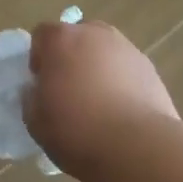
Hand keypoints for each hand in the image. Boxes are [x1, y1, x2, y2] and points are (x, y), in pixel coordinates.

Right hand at [25, 19, 178, 171]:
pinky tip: (121, 113)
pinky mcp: (150, 69)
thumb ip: (32, 97)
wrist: (137, 147)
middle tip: (69, 92)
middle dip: (71, 58)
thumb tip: (38, 89)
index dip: (39, 59)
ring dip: (98, 69)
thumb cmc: (76, 129)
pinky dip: (121, 83)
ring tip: (99, 105)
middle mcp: (95, 34)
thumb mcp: (34, 120)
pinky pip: (126, 70)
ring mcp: (127, 49)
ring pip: (104, 52)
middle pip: (77, 38)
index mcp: (61, 39)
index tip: (42, 85)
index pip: (42, 35)